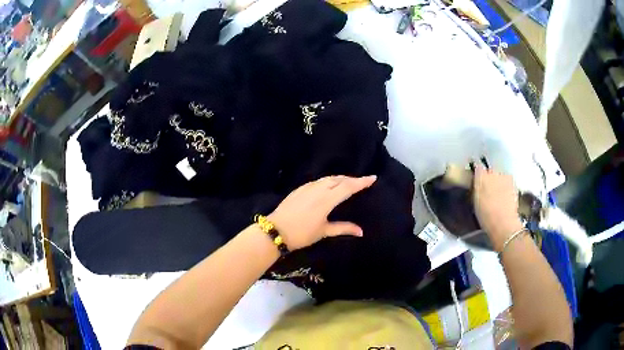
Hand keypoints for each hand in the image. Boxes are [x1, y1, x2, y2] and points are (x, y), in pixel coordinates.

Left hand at [268, 175, 376, 249]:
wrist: (276, 230)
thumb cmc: (302, 234)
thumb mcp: (324, 231)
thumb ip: (343, 228)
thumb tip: (361, 231)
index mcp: (327, 199)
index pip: (348, 187)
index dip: (362, 182)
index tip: (373, 177)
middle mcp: (318, 189)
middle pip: (339, 179)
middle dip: (352, 179)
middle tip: (362, 182)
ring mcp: (307, 187)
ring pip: (328, 178)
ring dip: (340, 179)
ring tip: (348, 182)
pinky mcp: (299, 188)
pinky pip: (318, 181)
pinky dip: (328, 181)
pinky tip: (328, 185)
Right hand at [472, 165, 522, 248]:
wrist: (504, 223)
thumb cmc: (486, 216)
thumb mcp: (475, 203)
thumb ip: (476, 189)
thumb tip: (476, 184)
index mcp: (480, 177)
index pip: (478, 167)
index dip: (477, 174)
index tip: (477, 180)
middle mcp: (493, 173)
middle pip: (490, 171)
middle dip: (489, 178)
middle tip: (487, 191)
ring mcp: (504, 177)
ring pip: (499, 176)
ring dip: (498, 182)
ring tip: (497, 195)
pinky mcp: (513, 183)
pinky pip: (507, 181)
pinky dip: (506, 186)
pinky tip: (505, 197)